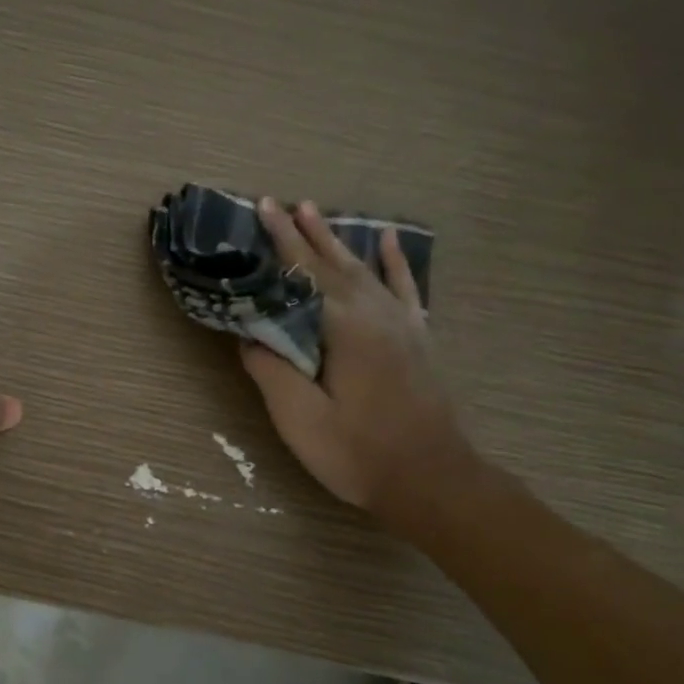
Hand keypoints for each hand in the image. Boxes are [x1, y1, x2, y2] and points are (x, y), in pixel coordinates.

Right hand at [241, 199, 475, 529]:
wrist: (433, 481)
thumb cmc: (359, 453)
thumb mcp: (300, 418)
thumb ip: (271, 370)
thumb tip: (250, 335)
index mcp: (344, 329)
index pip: (304, 273)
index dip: (281, 241)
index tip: (262, 208)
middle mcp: (375, 314)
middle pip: (333, 263)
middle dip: (303, 232)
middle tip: (280, 202)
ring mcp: (402, 324)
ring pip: (365, 269)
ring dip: (338, 240)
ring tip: (317, 211)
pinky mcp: (418, 339)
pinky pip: (406, 288)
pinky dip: (395, 262)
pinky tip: (389, 241)